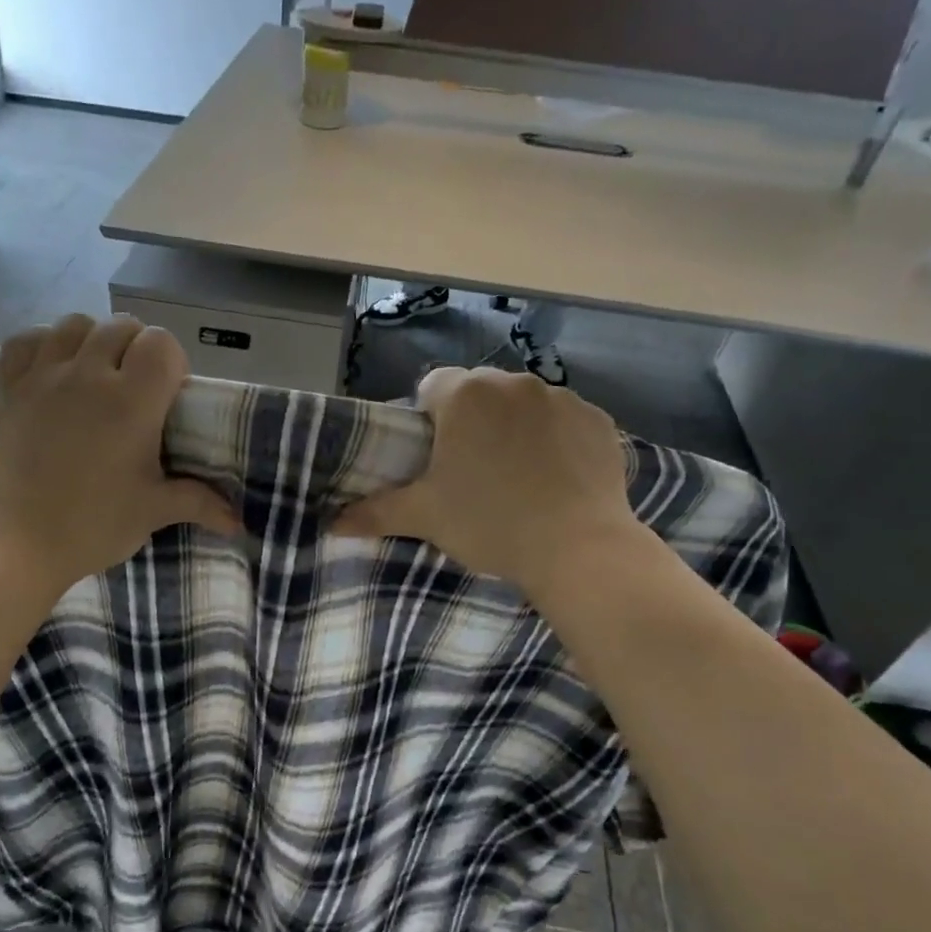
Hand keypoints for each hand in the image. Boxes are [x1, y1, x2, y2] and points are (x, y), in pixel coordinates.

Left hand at [0, 315, 240, 592]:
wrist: (15, 545)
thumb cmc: (92, 526)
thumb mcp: (153, 512)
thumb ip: (199, 503)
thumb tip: (239, 522)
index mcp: (131, 401)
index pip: (161, 343)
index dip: (172, 362)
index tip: (170, 396)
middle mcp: (87, 375)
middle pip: (121, 327)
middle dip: (137, 348)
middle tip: (138, 390)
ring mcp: (43, 378)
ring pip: (74, 324)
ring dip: (93, 339)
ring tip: (97, 375)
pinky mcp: (10, 390)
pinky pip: (25, 342)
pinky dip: (43, 344)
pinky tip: (53, 370)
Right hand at [331, 367, 646, 598]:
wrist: (578, 549)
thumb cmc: (490, 524)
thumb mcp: (426, 518)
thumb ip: (376, 512)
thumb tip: (332, 523)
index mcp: (465, 395)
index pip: (432, 388)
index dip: (428, 420)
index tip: (435, 457)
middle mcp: (513, 382)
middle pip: (479, 393)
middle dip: (472, 422)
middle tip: (473, 472)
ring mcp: (562, 398)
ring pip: (523, 405)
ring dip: (514, 427)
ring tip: (519, 477)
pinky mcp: (598, 420)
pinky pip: (564, 421)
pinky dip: (556, 439)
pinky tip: (557, 477)